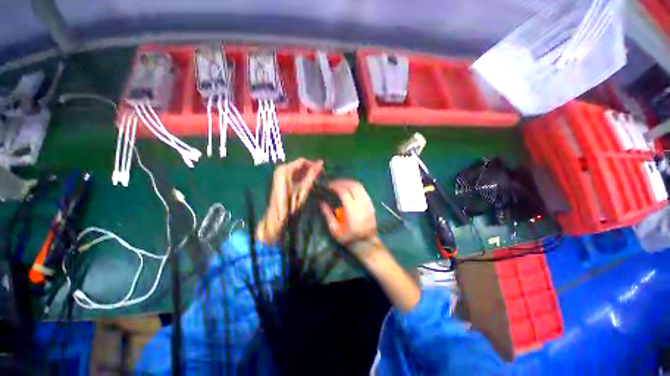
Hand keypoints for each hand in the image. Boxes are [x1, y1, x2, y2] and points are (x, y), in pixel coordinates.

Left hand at [256, 158, 322, 242]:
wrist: (277, 216)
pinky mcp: (280, 179)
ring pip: (297, 169)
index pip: (302, 161)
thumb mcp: (303, 189)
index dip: (313, 164)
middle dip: (310, 169)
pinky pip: (293, 174)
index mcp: (285, 169)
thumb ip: (312, 175)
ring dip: (306, 173)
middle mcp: (281, 168)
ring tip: (315, 178)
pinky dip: (300, 176)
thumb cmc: (291, 203)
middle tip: (320, 174)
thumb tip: (321, 163)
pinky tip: (307, 181)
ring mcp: (279, 173)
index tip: (322, 169)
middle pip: (299, 165)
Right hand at [319, 180, 383, 259]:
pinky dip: (355, 187)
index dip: (335, 186)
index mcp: (352, 212)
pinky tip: (349, 189)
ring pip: (360, 186)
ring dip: (349, 182)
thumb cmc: (349, 239)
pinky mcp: (371, 204)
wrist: (367, 244)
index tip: (328, 186)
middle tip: (333, 183)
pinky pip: (363, 191)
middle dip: (342, 182)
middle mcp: (362, 205)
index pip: (344, 192)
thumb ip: (328, 215)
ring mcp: (368, 204)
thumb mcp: (335, 231)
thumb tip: (321, 202)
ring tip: (339, 184)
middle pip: (353, 185)